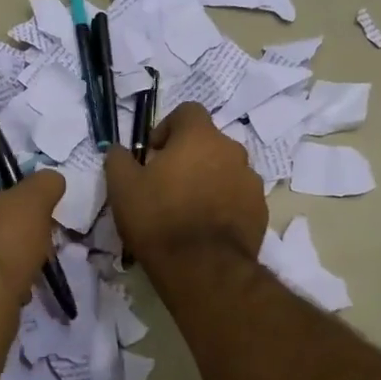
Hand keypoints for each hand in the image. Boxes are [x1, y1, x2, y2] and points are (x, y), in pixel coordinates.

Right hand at [105, 102, 266, 265]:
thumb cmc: (158, 218)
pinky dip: (225, 204)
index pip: (188, 111)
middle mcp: (232, 151)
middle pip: (209, 142)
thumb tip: (119, 150)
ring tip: (189, 209)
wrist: (203, 269)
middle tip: (168, 184)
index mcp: (200, 137)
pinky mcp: (261, 211)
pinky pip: (239, 197)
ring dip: (209, 180)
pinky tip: (206, 228)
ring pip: (226, 170)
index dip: (168, 127)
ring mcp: (251, 181)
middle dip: (190, 156)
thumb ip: (119, 159)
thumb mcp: (122, 187)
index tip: (155, 153)